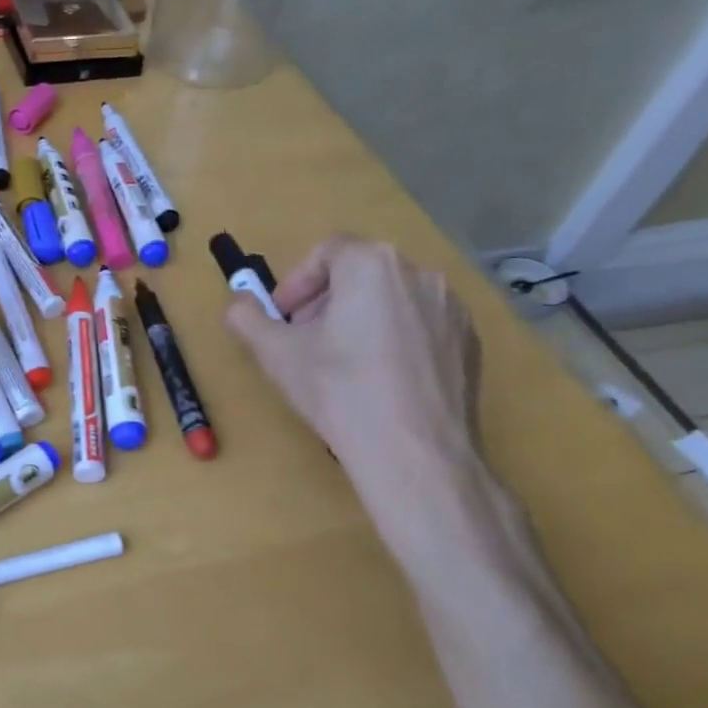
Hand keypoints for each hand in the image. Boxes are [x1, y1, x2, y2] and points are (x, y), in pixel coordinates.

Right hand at [224, 236, 481, 489]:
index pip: (325, 253)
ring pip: (391, 299)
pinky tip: (381, 381)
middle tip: (306, 341)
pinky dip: (396, 340)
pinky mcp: (470, 342)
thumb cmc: (339, 392)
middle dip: (325, 302)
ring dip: (360, 319)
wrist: (415, 454)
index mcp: (371, 264)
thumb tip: (237, 305)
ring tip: (343, 364)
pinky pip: (421, 326)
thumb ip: (246, 318)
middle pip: (359, 273)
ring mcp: (451, 307)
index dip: (296, 284)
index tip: (282, 319)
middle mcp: (418, 273)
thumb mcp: (276, 353)